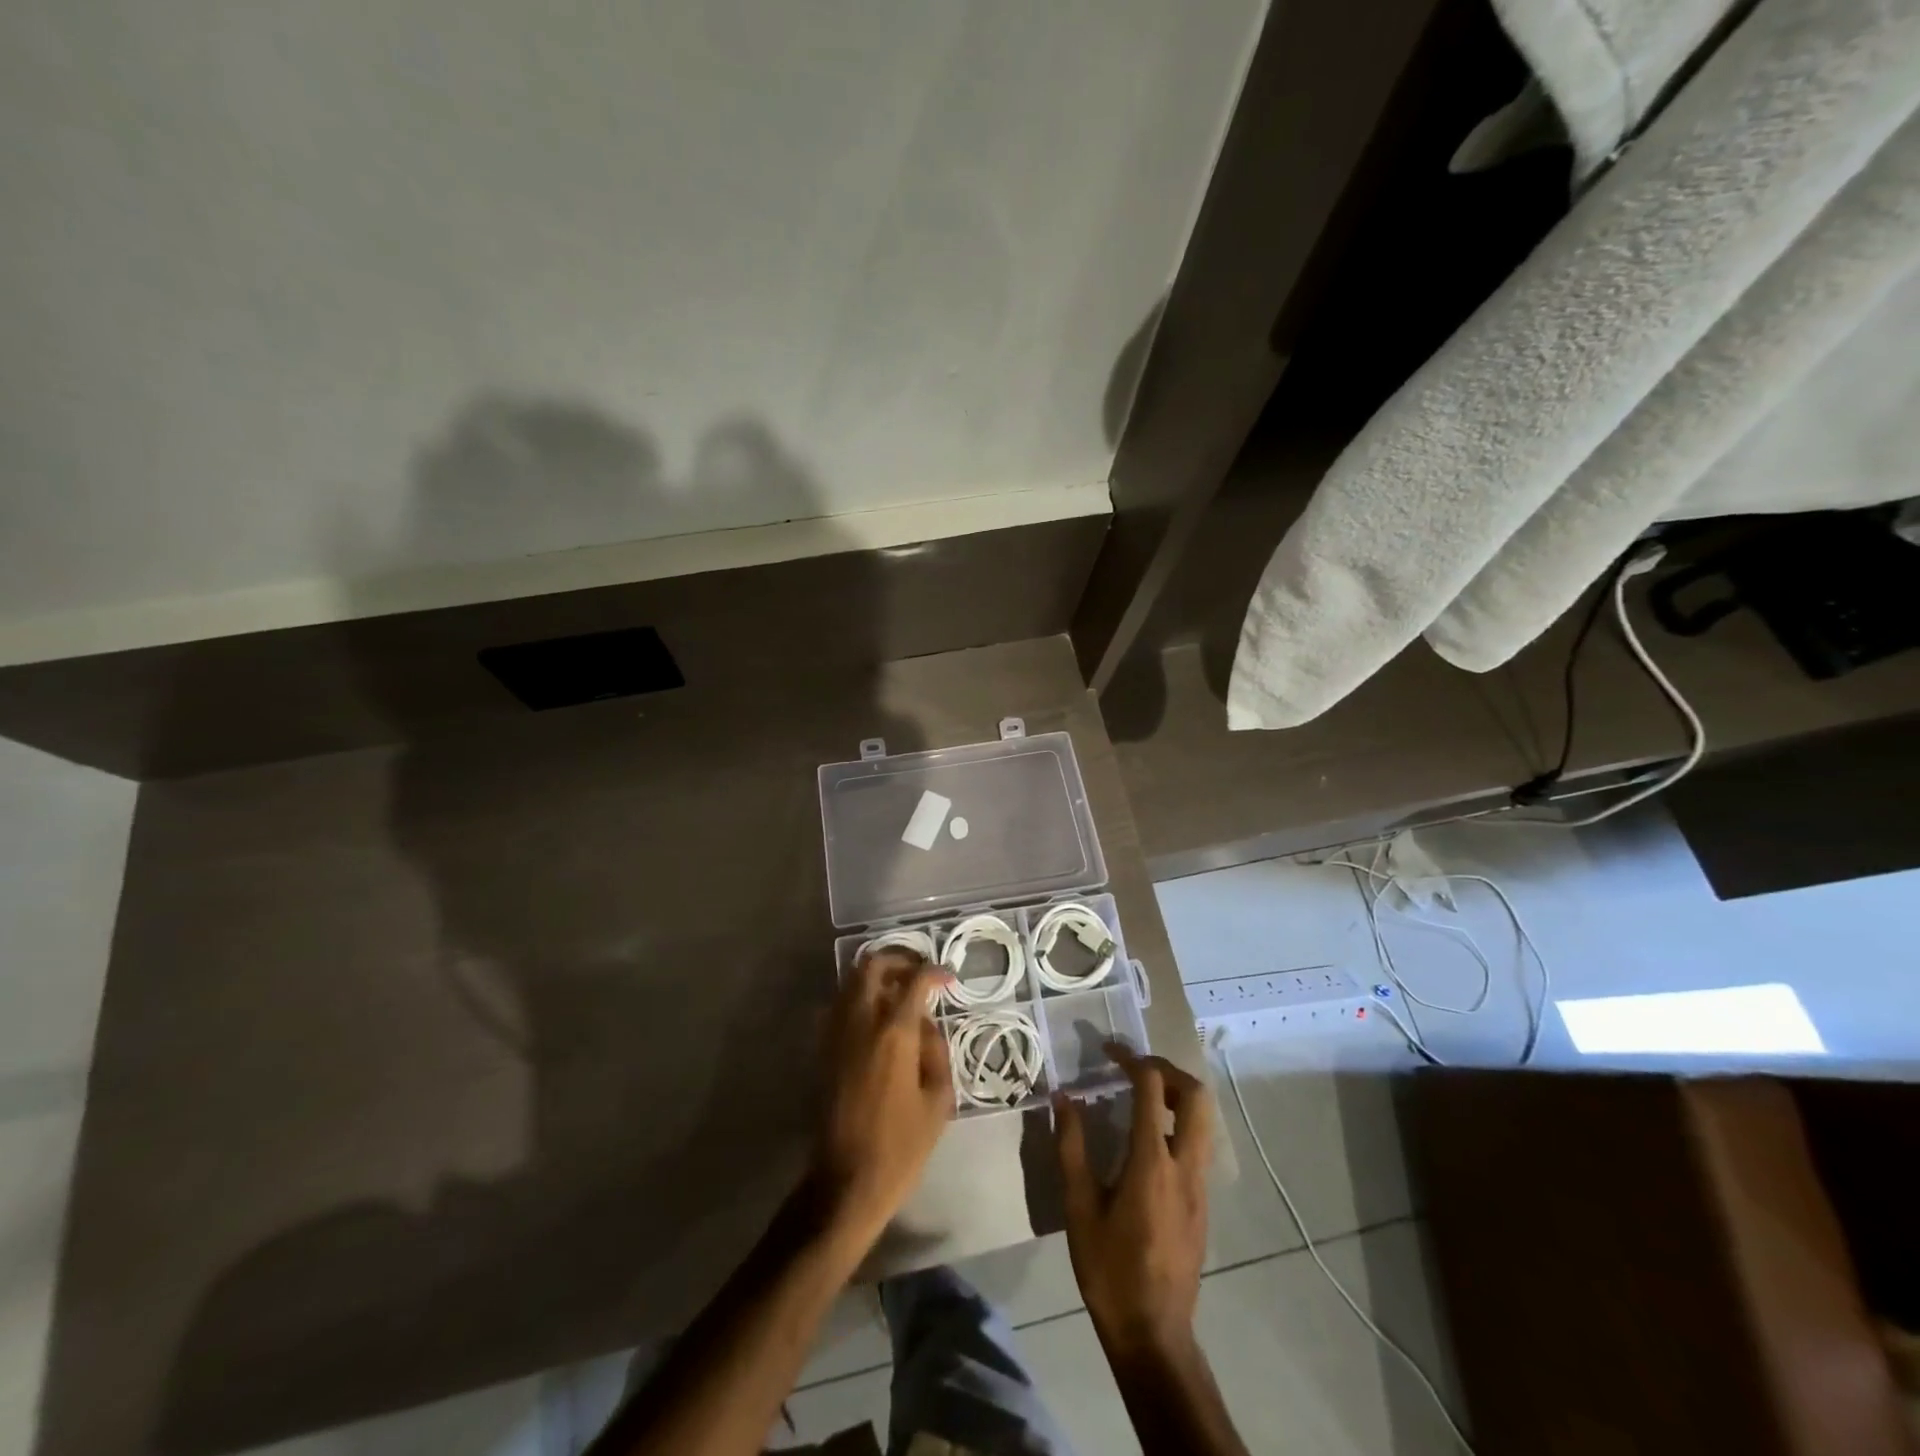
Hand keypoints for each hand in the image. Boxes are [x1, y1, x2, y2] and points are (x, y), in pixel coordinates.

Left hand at [814, 951, 953, 1241]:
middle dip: (897, 959)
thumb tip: (926, 1026)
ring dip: (876, 976)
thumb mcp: (937, 1099)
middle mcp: (860, 1022)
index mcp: (893, 1034)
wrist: (846, 1181)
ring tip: (900, 991)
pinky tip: (879, 1019)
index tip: (948, 978)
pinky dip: (859, 997)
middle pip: (870, 965)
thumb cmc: (901, 1146)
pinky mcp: (823, 1049)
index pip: (914, 981)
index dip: (934, 972)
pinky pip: (840, 1005)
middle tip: (918, 972)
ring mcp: (835, 1034)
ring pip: (850, 981)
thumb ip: (935, 1051)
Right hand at [1055, 1044, 1213, 1362]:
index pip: (1152, 1090)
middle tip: (1135, 1066)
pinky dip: (1179, 1122)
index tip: (1109, 1050)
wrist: (1153, 1333)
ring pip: (1204, 1120)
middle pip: (1196, 1096)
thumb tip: (1063, 1098)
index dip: (1132, 1060)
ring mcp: (1200, 1186)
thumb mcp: (1078, 1208)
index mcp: (1152, 1163)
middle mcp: (1185, 1166)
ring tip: (1142, 1094)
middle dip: (1168, 1070)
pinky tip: (1148, 1137)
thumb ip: (1071, 1147)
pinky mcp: (1203, 1202)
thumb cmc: (1109, 1269)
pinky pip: (1199, 1143)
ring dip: (1177, 1095)